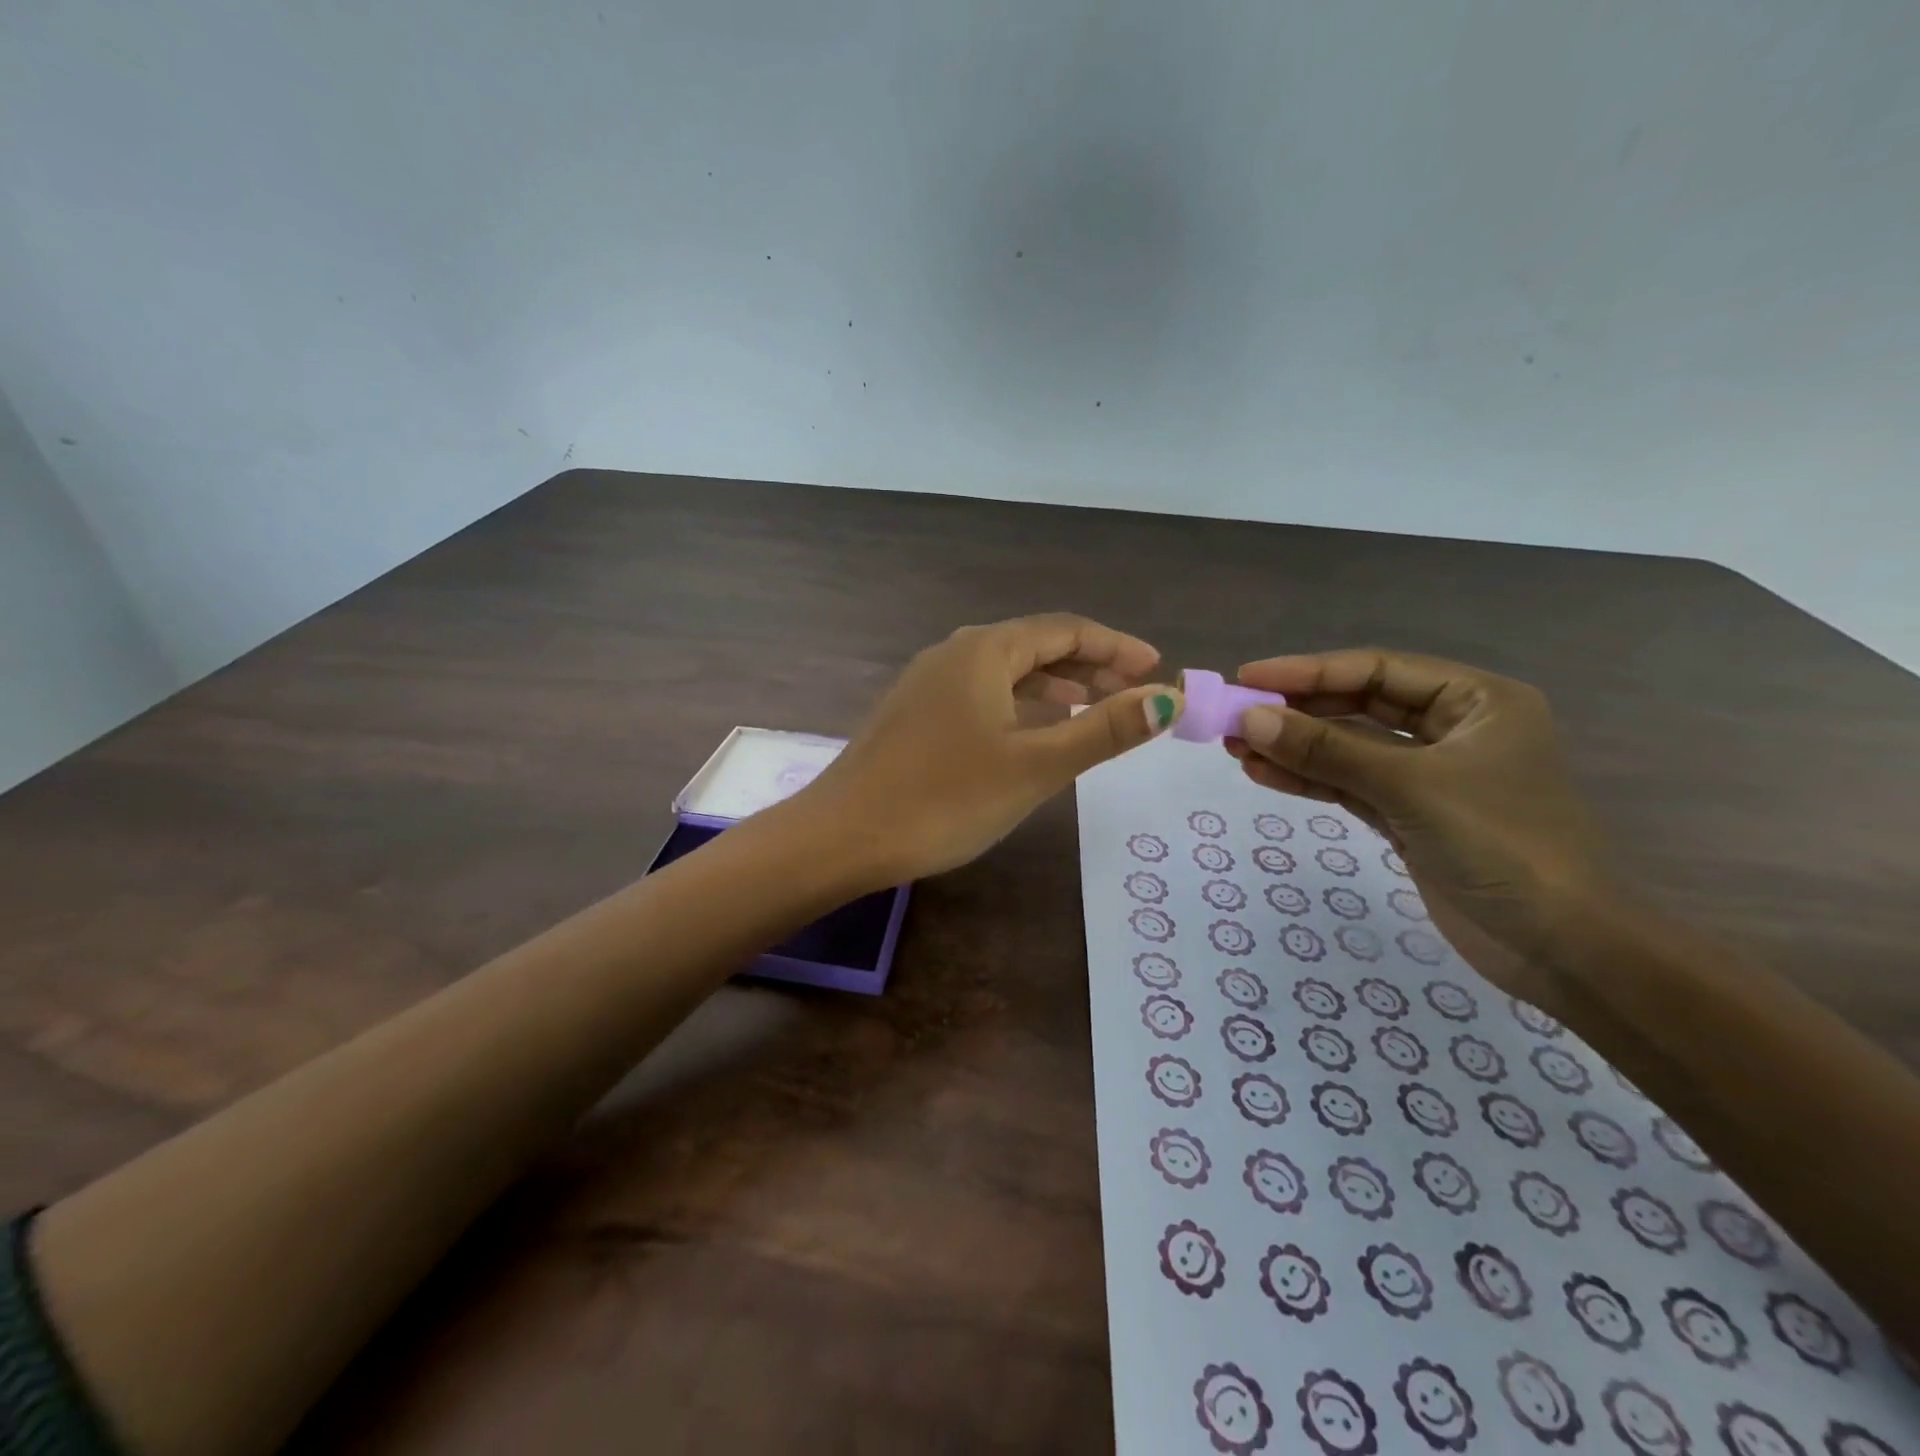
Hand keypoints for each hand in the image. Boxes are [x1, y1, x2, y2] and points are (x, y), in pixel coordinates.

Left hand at [804, 615, 1181, 882]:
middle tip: (1131, 693)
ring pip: (1004, 673)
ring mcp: (927, 683)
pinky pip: (980, 695)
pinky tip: (1028, 734)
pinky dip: (1016, 706)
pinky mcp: (913, 714)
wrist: (843, 836)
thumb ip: (1103, 731)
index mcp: (984, 650)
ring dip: (1052, 686)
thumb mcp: (1035, 765)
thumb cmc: (945, 798)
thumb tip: (1168, 698)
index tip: (1155, 668)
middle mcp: (953, 653)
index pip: (1064, 629)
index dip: (1115, 646)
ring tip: (1090, 709)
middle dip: (1087, 665)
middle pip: (1034, 645)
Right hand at [1227, 650, 1608, 967]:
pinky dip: (1309, 779)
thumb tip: (1251, 719)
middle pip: (1359, 706)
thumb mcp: (1410, 788)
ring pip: (1349, 748)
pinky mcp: (1409, 815)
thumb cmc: (1502, 846)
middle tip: (1234, 715)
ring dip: (1294, 747)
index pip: (1377, 670)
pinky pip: (1350, 785)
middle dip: (1297, 711)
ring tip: (1235, 747)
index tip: (1247, 678)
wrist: (1561, 949)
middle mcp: (1453, 729)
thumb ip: (1328, 751)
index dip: (1308, 671)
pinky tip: (1263, 773)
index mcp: (1476, 701)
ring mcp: (1429, 775)